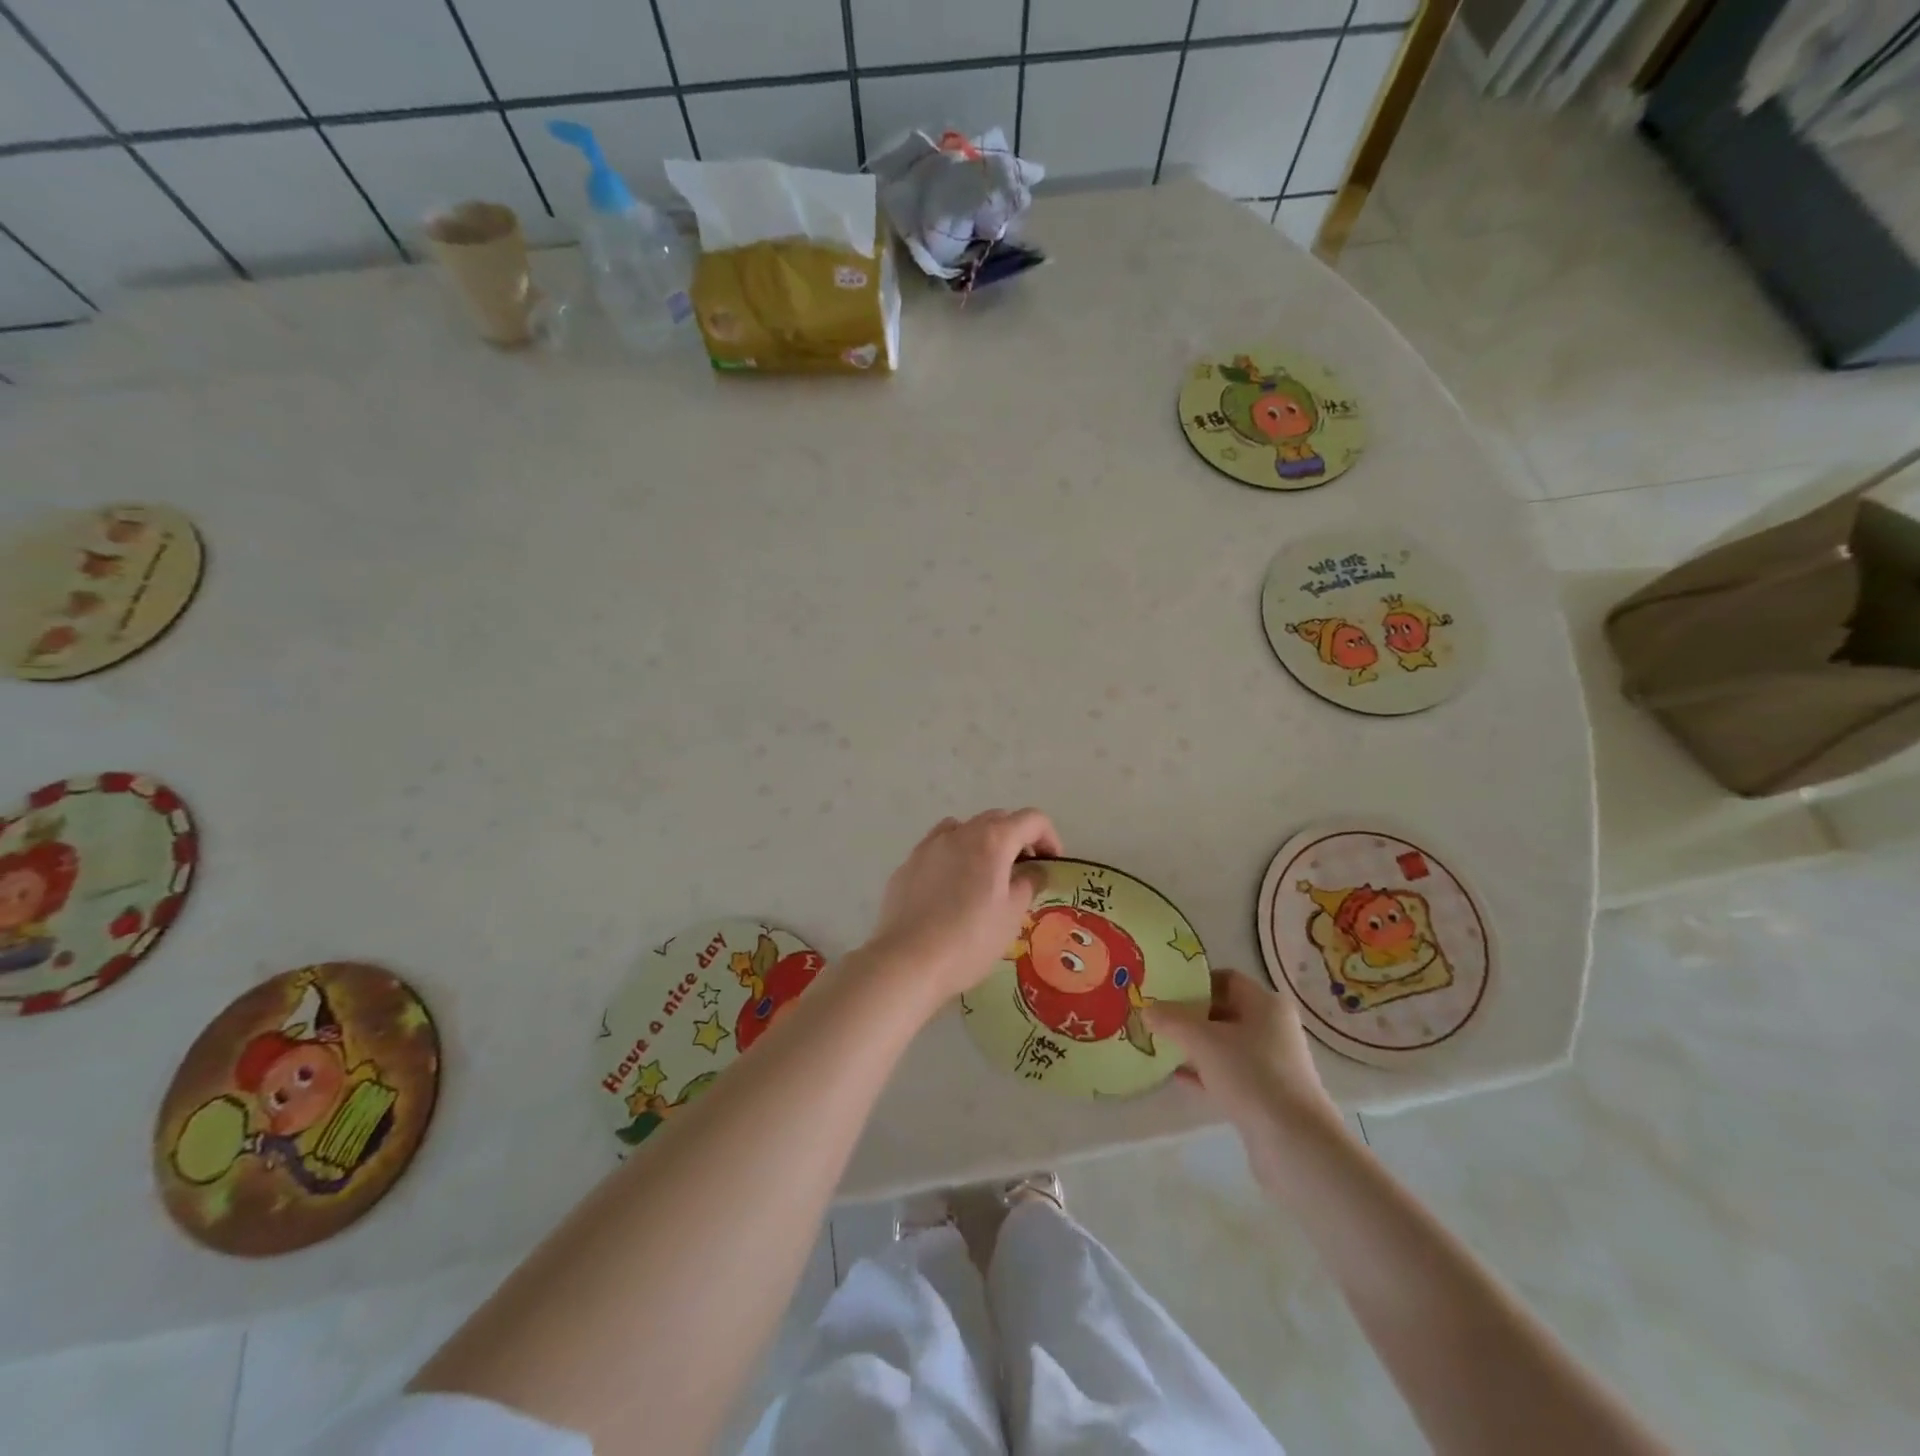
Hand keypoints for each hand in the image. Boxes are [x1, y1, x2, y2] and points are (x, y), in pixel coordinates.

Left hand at [863, 809, 1062, 1008]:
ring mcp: (929, 846)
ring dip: (983, 842)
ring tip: (985, 876)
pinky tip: (951, 888)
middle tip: (1024, 870)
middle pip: (997, 819)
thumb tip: (1036, 870)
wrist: (907, 961)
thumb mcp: (1011, 915)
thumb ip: (1028, 884)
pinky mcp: (908, 864)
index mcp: (992, 840)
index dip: (1049, 837)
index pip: (1031, 819)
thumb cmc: (970, 940)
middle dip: (1017, 838)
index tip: (1052, 863)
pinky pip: (938, 848)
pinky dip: (954, 856)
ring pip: (964, 829)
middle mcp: (960, 833)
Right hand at [1144, 970, 1346, 1182]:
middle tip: (1158, 1018)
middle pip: (1224, 1011)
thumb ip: (1171, 1020)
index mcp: (1266, 1004)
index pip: (1226, 979)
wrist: (1294, 1143)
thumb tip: (1147, 1008)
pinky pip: (1229, 1074)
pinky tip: (1177, 1077)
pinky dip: (1205, 1072)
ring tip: (1161, 1046)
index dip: (1195, 982)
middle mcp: (1273, 1029)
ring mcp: (1272, 1064)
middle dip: (1190, 1015)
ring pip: (1225, 1045)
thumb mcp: (1202, 1040)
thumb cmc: (1250, 1075)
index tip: (1165, 990)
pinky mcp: (1266, 1095)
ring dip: (1195, 1045)